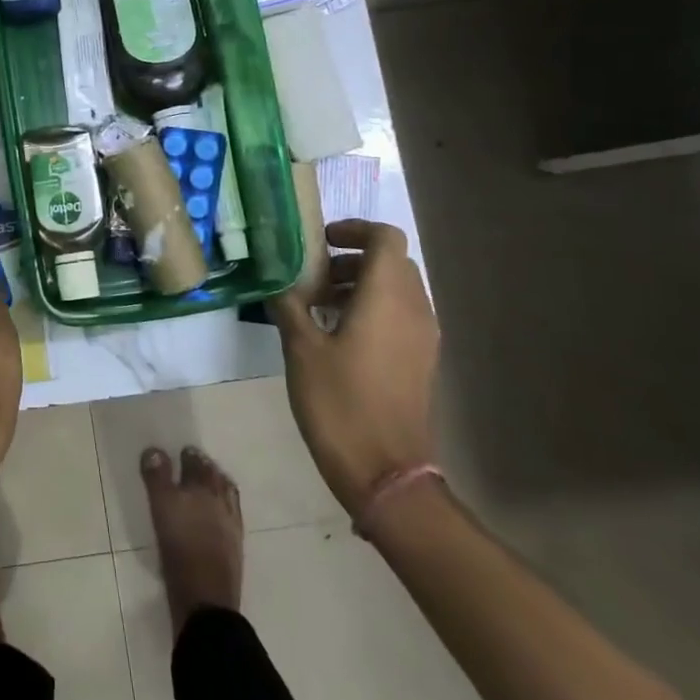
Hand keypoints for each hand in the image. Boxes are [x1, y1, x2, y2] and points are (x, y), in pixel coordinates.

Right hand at [268, 219, 437, 512]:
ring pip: (396, 290)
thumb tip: (277, 280)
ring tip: (318, 306)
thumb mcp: (301, 349)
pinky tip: (336, 335)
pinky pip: (399, 316)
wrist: (384, 470)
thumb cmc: (339, 402)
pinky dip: (371, 309)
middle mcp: (414, 309)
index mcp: (387, 298)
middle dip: (351, 259)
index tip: (321, 241)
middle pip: (392, 262)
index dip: (355, 229)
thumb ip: (289, 305)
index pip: (386, 237)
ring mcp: (422, 337)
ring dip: (359, 285)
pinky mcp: (420, 360)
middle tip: (312, 275)